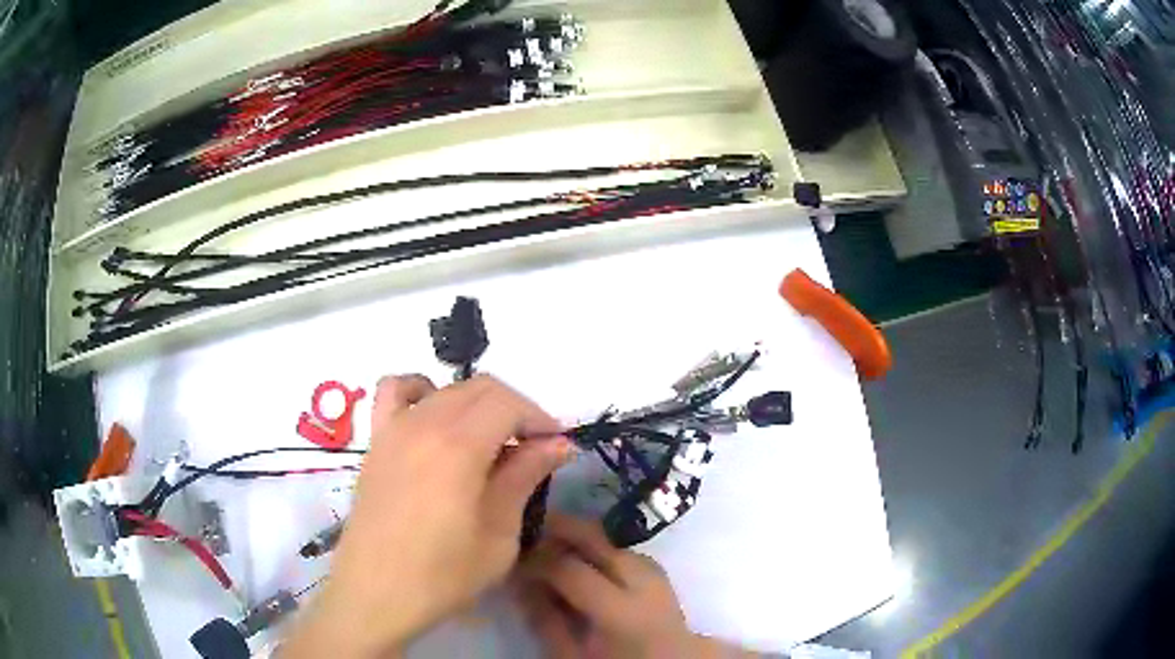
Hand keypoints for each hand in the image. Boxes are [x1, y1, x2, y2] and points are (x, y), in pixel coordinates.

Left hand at [284, 374, 573, 657]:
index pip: (508, 403)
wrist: (376, 593)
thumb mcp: (499, 534)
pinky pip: (394, 392)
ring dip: (477, 405)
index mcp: (458, 446)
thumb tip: (558, 444)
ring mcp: (393, 428)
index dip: (540, 418)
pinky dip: (421, 391)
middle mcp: (423, 423)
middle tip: (533, 449)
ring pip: (445, 389)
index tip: (557, 447)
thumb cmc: (443, 575)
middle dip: (515, 411)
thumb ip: (525, 478)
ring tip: (490, 441)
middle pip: (479, 388)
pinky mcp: (375, 441)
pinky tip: (434, 418)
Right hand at [517, 514, 731, 658]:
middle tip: (531, 531)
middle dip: (562, 530)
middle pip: (599, 540)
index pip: (570, 569)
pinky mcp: (663, 578)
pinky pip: (627, 553)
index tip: (515, 562)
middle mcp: (644, 584)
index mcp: (620, 610)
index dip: (537, 561)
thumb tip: (519, 583)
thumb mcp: (571, 655)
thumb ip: (545, 620)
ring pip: (615, 542)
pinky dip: (603, 551)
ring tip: (554, 547)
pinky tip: (586, 562)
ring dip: (583, 538)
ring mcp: (659, 577)